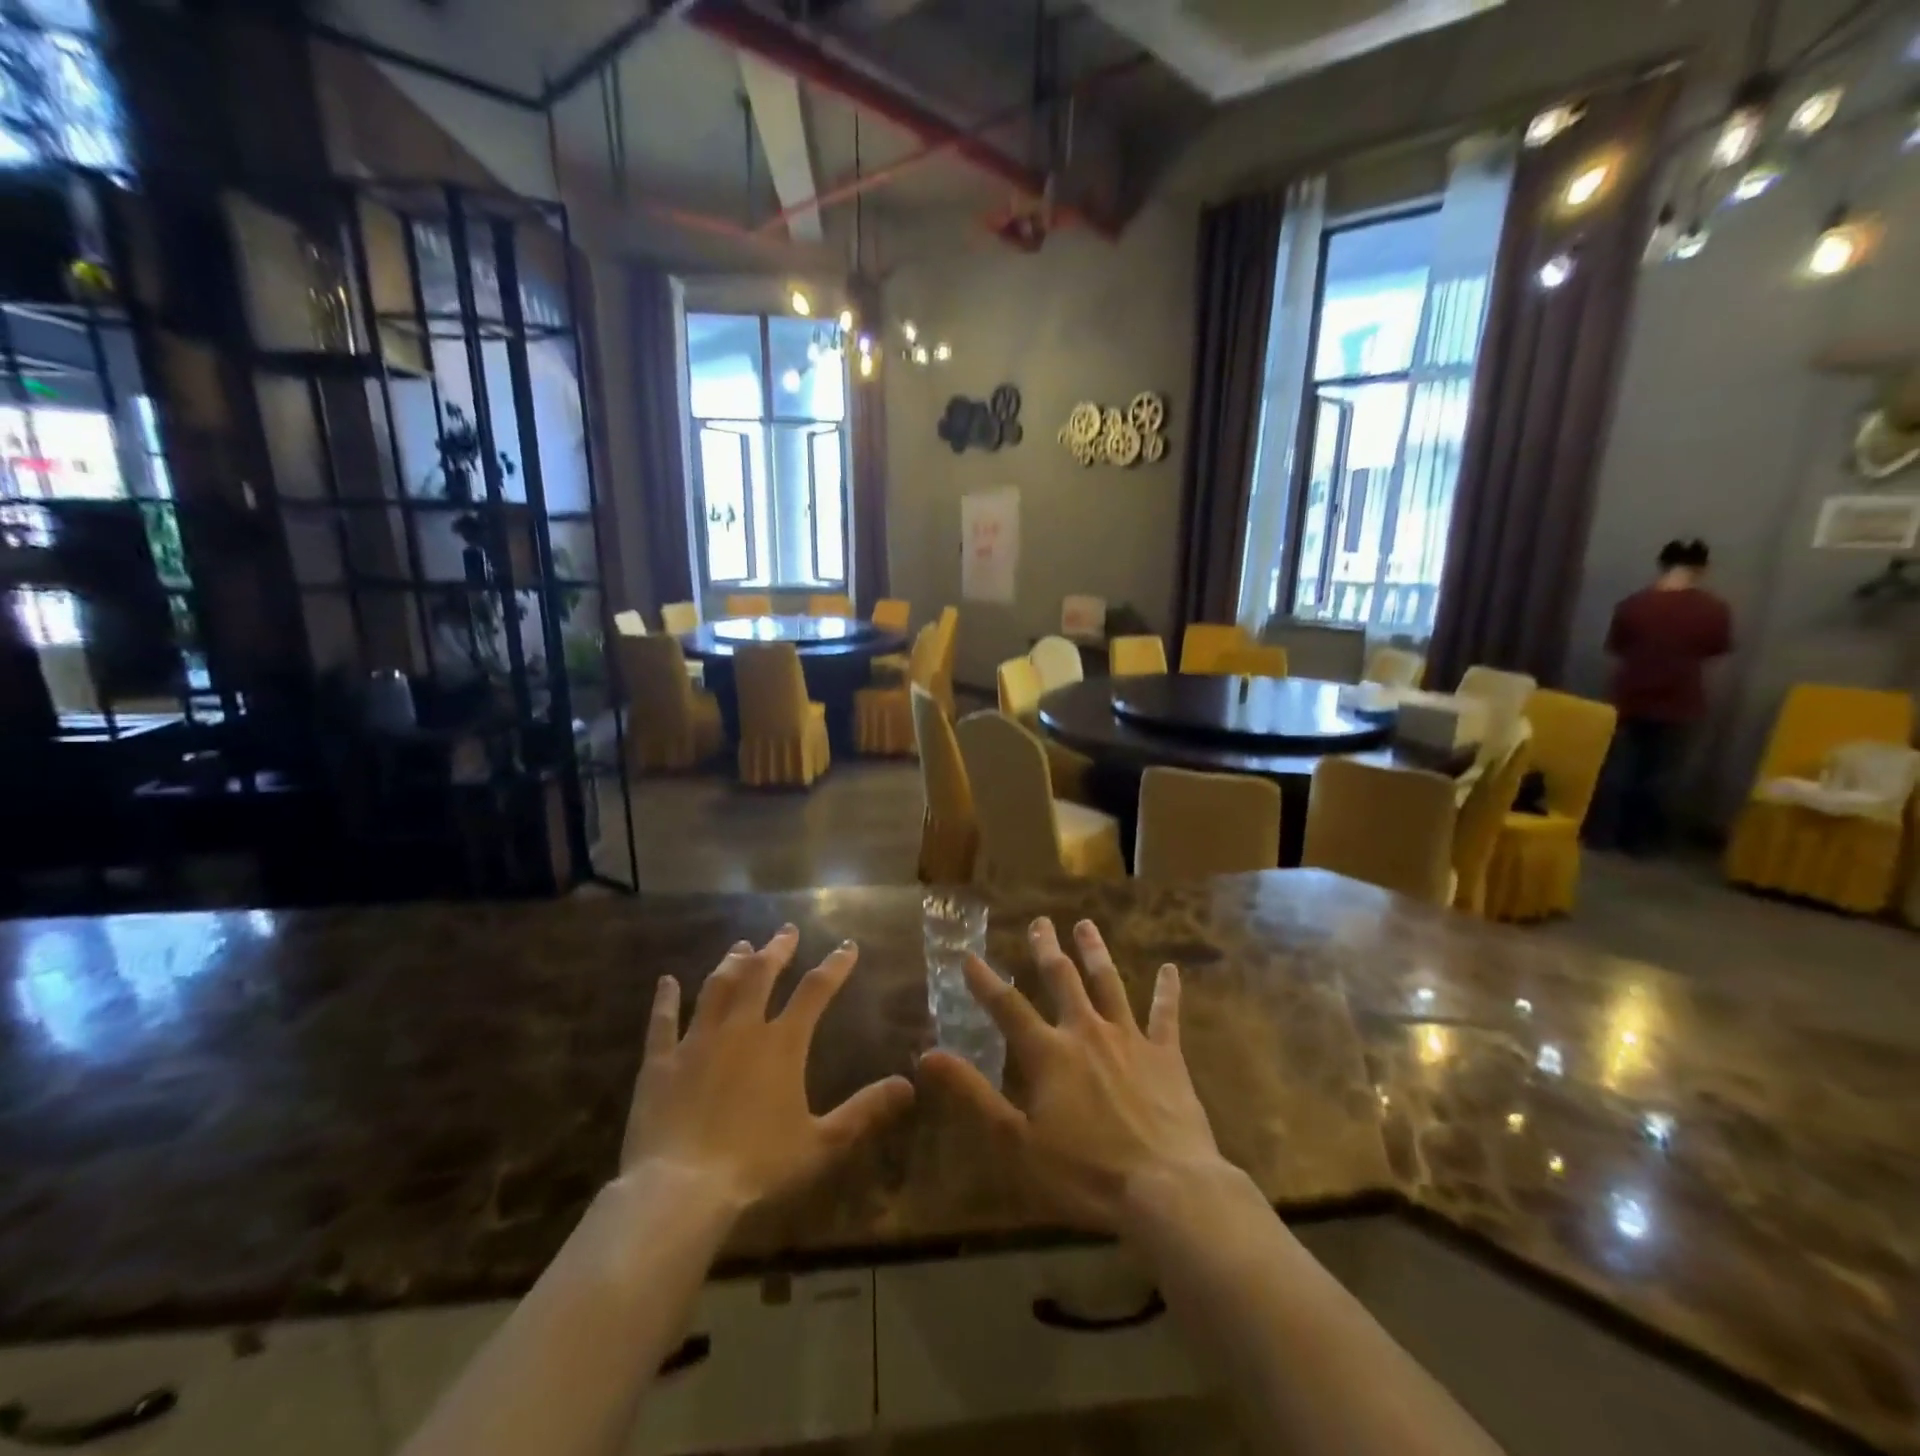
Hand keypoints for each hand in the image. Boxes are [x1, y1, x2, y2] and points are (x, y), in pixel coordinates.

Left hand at [620, 927, 914, 1211]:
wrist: (682, 1190)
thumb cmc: (758, 1166)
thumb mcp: (822, 1143)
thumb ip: (864, 1110)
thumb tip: (908, 1085)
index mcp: (782, 1043)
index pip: (815, 990)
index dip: (834, 965)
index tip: (847, 946)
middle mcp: (741, 1028)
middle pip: (761, 974)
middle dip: (777, 949)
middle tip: (786, 930)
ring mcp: (697, 1040)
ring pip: (717, 987)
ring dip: (731, 963)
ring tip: (741, 945)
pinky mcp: (660, 1061)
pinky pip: (662, 1021)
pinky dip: (665, 999)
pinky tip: (666, 981)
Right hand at [918, 918, 1224, 1231]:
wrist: (1166, 1189)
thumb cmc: (1085, 1173)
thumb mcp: (1016, 1143)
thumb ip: (973, 1094)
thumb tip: (927, 1056)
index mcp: (1048, 1053)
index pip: (1007, 1007)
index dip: (985, 981)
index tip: (969, 956)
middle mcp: (1086, 1032)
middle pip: (1062, 979)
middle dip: (1047, 948)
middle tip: (1040, 921)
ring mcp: (1129, 1039)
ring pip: (1109, 983)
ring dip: (1095, 952)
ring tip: (1086, 925)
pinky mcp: (1166, 1055)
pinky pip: (1166, 1014)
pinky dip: (1167, 990)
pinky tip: (1170, 969)